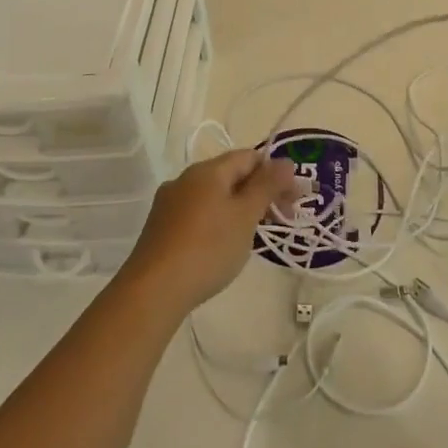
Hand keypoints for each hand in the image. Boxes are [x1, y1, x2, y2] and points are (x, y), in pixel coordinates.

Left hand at [116, 150, 300, 315]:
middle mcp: (186, 178)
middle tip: (280, 218)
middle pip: (231, 175)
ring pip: (214, 195)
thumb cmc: (208, 248)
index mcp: (208, 170)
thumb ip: (267, 186)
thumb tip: (286, 161)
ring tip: (254, 235)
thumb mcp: (245, 216)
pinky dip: (217, 221)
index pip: (249, 156)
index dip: (275, 172)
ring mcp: (170, 203)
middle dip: (258, 192)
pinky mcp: (160, 227)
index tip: (294, 199)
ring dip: (238, 208)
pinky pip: (198, 213)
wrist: (153, 290)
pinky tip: (222, 246)